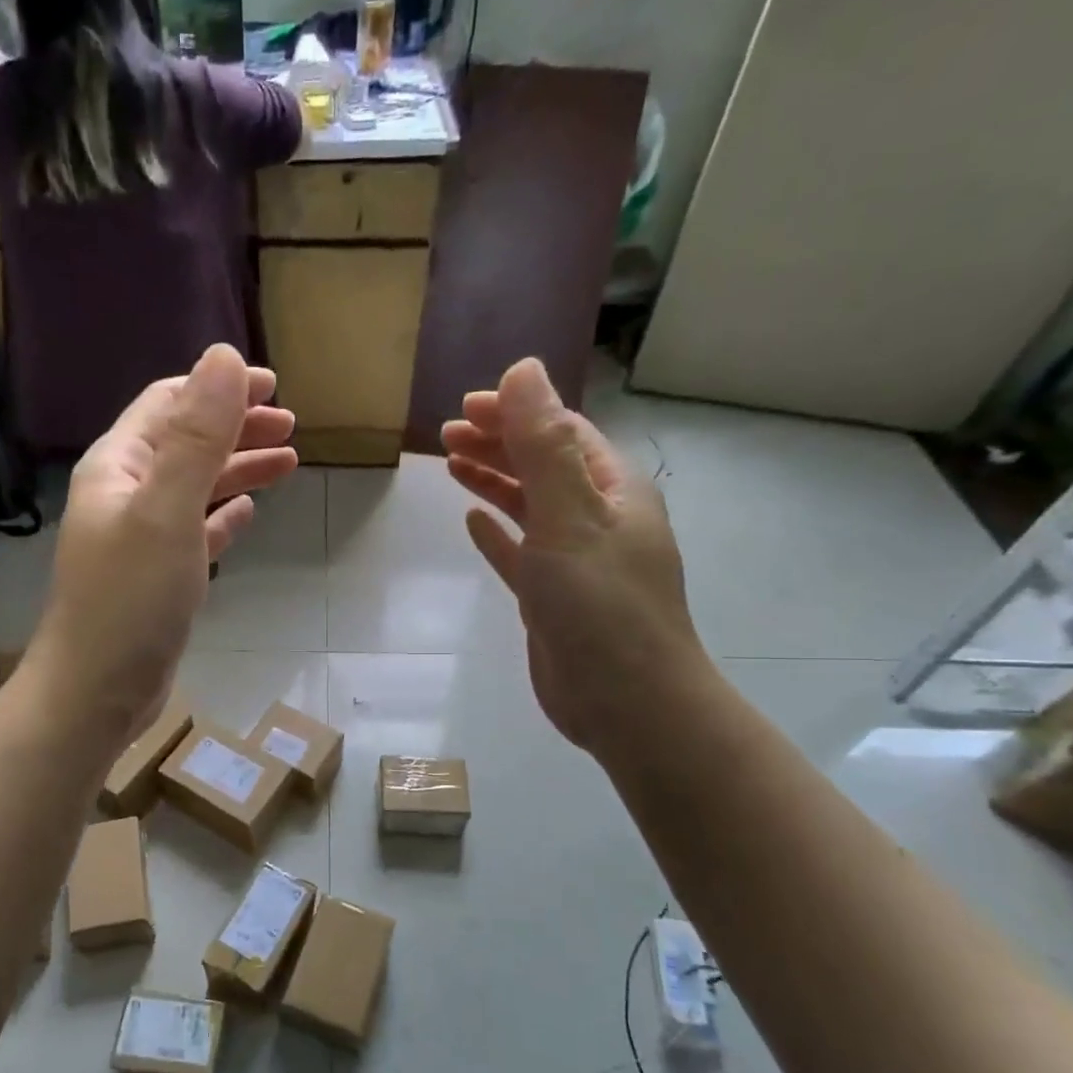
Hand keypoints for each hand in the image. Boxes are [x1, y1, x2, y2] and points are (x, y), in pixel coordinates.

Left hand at [22, 344, 297, 752]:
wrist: (95, 692)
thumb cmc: (129, 600)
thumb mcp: (167, 510)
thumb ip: (197, 437)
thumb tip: (224, 357)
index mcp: (118, 467)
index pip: (168, 405)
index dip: (218, 388)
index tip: (272, 386)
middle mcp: (125, 495)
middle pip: (185, 444)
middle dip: (236, 427)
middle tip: (290, 426)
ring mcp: (140, 539)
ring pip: (195, 488)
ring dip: (237, 470)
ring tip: (287, 462)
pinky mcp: (157, 578)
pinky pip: (194, 532)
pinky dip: (222, 516)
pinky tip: (248, 514)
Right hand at [443, 358, 708, 759]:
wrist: (626, 701)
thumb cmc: (601, 606)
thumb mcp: (569, 516)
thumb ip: (544, 447)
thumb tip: (522, 371)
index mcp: (611, 490)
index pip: (561, 432)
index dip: (515, 412)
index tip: (465, 406)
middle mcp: (596, 518)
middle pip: (542, 464)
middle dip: (498, 442)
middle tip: (446, 432)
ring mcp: (575, 560)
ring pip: (529, 506)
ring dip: (494, 481)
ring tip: (452, 463)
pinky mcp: (553, 598)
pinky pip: (521, 552)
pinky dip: (498, 534)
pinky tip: (473, 523)